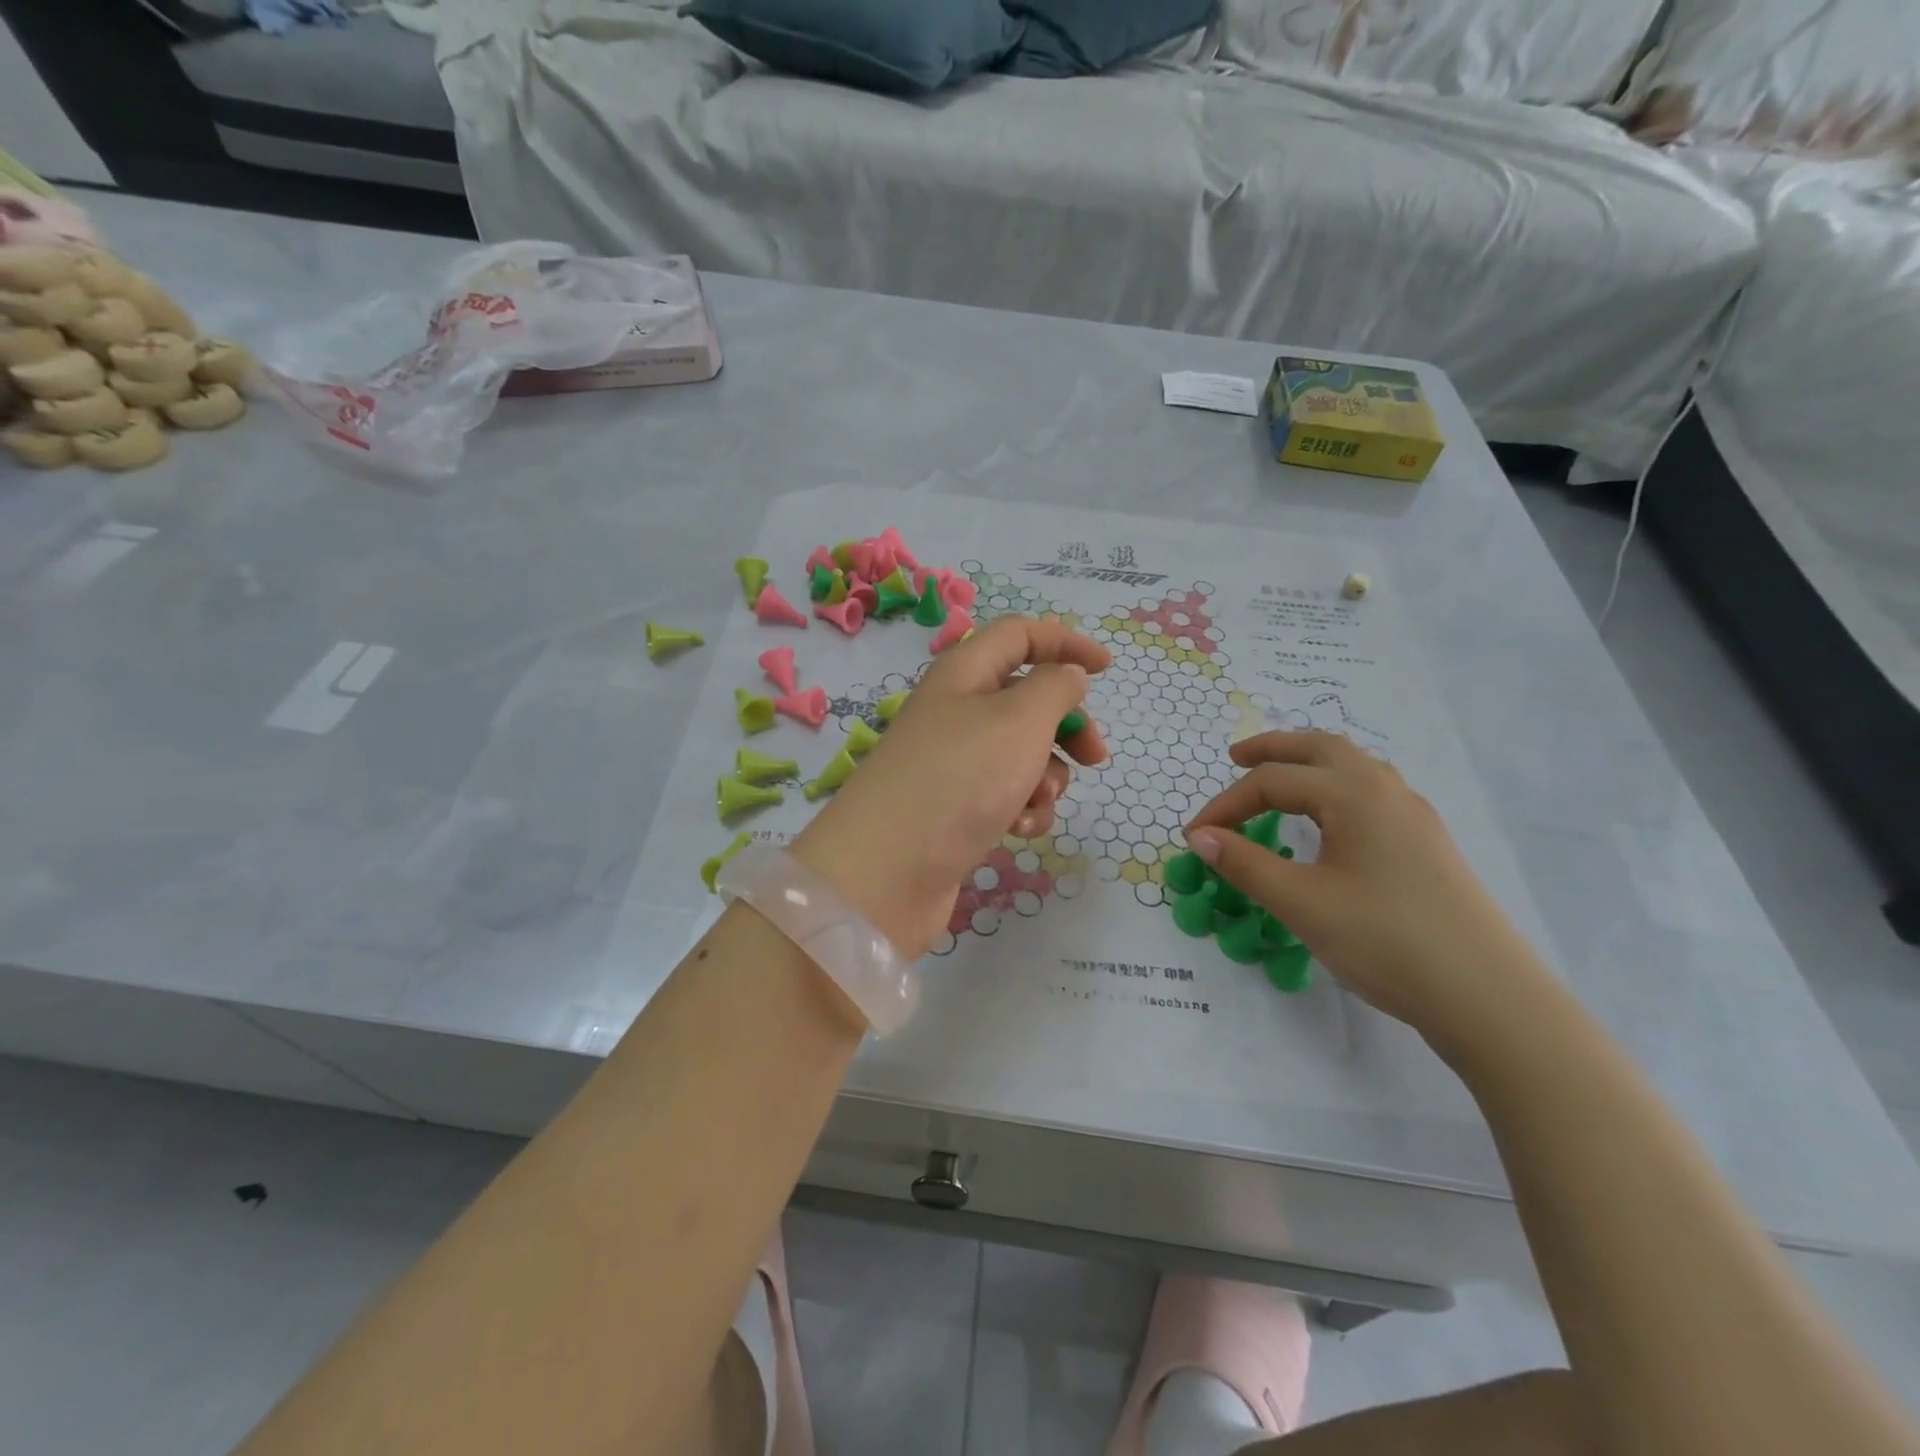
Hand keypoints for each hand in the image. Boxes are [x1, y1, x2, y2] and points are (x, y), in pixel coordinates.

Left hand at [792, 616, 1110, 959]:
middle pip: (1026, 699)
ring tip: (1036, 800)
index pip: (1019, 635)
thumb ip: (1055, 688)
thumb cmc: (961, 777)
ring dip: (1045, 777)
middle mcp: (956, 711)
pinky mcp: (954, 809)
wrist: (888, 870)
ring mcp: (953, 763)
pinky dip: (1021, 808)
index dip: (1065, 643)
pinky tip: (1017, 829)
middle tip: (1095, 758)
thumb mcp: (1020, 719)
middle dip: (1067, 727)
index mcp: (965, 673)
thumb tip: (1067, 676)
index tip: (1107, 671)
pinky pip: (1005, 795)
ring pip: (1021, 754)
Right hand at [1185, 732, 1549, 1043]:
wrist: (1487, 995)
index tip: (1195, 836)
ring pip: (1353, 766)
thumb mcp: (1301, 903)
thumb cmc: (1385, 940)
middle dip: (1273, 748)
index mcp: (1353, 793)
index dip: (1226, 805)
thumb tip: (1200, 837)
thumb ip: (1245, 864)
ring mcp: (1413, 815)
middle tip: (1236, 757)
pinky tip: (1329, 820)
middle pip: (1320, 747)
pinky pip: (1371, 792)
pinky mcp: (1426, 842)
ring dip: (1309, 763)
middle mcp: (1385, 790)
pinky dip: (1335, 787)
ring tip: (1278, 780)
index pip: (1273, 781)